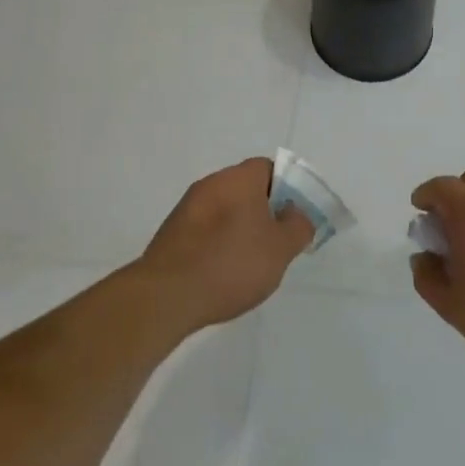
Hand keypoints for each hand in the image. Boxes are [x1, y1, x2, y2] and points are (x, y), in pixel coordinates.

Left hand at [137, 157, 313, 330]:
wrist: (166, 296)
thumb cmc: (231, 264)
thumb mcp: (281, 249)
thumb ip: (298, 226)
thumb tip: (296, 214)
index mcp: (239, 178)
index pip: (269, 168)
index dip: (286, 189)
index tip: (293, 218)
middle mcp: (211, 184)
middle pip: (246, 189)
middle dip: (264, 213)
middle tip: (276, 244)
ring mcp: (187, 208)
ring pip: (225, 210)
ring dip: (239, 230)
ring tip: (249, 265)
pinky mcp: (171, 233)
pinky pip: (205, 230)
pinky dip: (217, 245)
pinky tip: (221, 274)